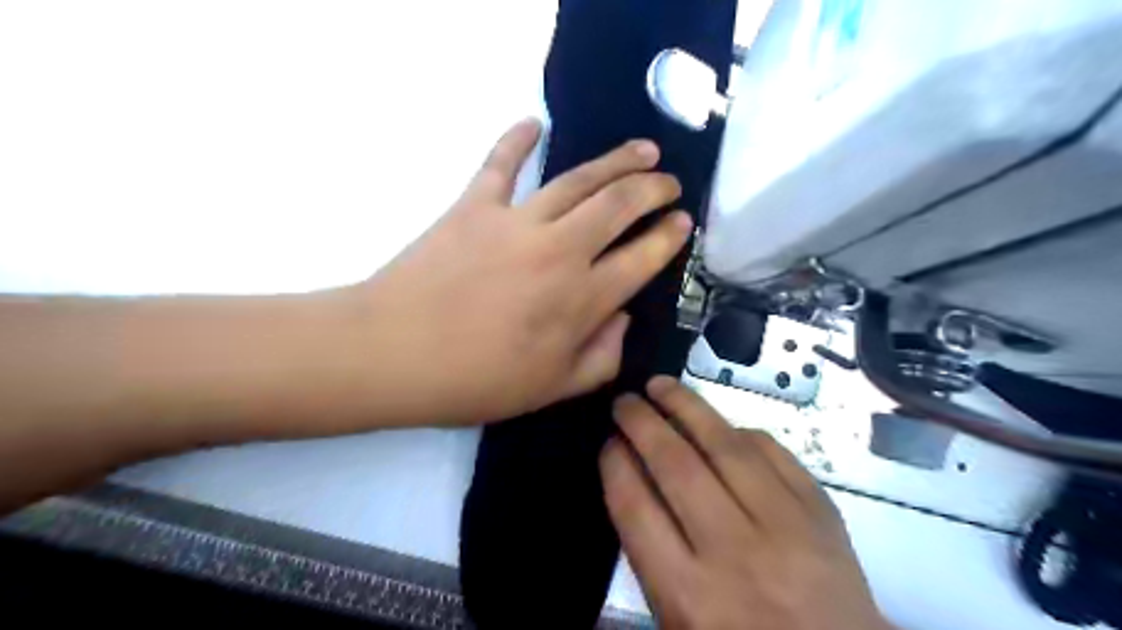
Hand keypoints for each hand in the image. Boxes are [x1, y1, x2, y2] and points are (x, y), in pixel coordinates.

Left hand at [344, 121, 693, 424]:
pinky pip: (500, 164)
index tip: (683, 222)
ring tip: (642, 150)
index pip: (641, 259)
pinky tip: (535, 122)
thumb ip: (601, 358)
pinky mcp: (474, 206)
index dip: (668, 238)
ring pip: (578, 179)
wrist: (394, 355)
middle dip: (653, 189)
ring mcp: (516, 222)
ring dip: (616, 161)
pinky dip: (516, 139)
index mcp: (581, 299)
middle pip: (619, 206)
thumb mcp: (551, 390)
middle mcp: (559, 251)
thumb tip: (623, 318)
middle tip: (670, 182)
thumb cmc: (475, 381)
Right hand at [600, 377, 889, 629]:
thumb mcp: (679, 617)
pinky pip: (773, 453)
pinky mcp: (820, 512)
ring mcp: (784, 526)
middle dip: (642, 424)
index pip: (637, 509)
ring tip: (661, 386)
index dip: (615, 465)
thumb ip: (649, 553)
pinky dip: (741, 431)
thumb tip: (629, 478)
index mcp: (689, 594)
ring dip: (687, 407)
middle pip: (676, 466)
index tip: (608, 442)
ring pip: (725, 447)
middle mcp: (733, 553)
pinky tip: (720, 423)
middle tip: (625, 402)